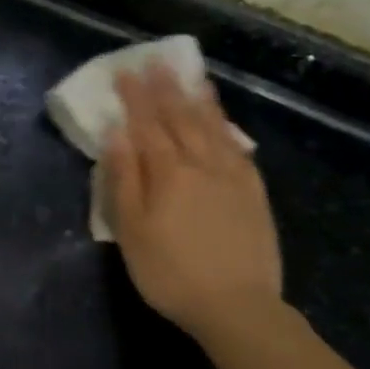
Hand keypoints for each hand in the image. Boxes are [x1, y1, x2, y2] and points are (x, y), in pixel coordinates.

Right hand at [105, 61, 282, 337]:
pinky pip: (237, 146)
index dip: (135, 97)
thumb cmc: (170, 273)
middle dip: (165, 87)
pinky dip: (226, 125)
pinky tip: (222, 118)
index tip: (125, 71)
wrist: (238, 307)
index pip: (147, 124)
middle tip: (155, 61)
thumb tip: (116, 134)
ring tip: (190, 75)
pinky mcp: (253, 191)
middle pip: (180, 117)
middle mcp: (201, 164)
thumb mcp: (132, 231)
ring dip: (198, 98)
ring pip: (212, 126)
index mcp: (167, 173)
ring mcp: (232, 175)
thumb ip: (124, 179)